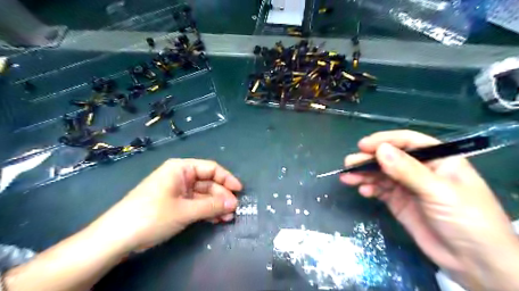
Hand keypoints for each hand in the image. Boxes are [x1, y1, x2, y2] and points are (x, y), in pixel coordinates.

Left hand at [93, 158, 242, 250]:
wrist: (116, 238)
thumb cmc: (151, 216)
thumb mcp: (185, 211)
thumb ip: (212, 206)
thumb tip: (234, 203)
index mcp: (181, 169)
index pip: (210, 168)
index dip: (227, 178)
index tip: (239, 190)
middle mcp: (180, 176)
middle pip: (208, 182)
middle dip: (222, 196)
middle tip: (234, 209)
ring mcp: (177, 191)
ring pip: (203, 195)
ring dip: (216, 205)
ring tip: (228, 217)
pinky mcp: (174, 204)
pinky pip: (195, 204)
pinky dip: (206, 211)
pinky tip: (217, 219)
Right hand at [344, 130, 516, 289]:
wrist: (474, 263)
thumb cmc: (466, 220)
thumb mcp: (439, 192)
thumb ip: (408, 171)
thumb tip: (380, 150)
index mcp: (438, 159)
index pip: (408, 142)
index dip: (385, 141)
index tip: (363, 146)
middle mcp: (420, 170)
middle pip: (390, 158)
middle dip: (369, 160)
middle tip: (349, 163)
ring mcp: (408, 186)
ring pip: (381, 174)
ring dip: (364, 175)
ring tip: (348, 178)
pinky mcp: (399, 202)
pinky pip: (380, 190)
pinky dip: (370, 189)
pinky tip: (363, 192)